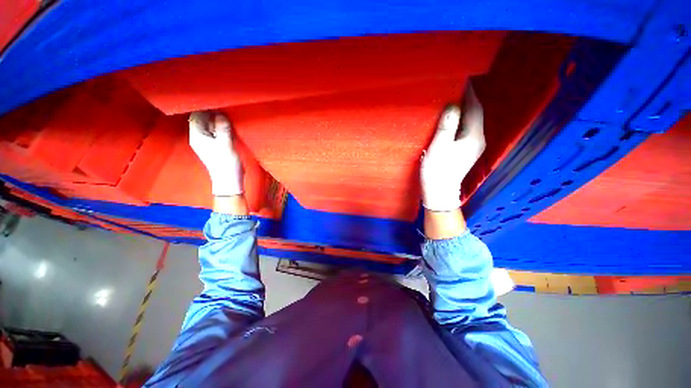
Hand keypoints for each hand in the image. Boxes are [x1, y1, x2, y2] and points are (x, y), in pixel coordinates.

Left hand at [189, 111, 243, 196]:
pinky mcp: (215, 145)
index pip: (196, 116)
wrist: (229, 179)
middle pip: (202, 119)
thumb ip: (223, 129)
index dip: (204, 107)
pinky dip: (221, 126)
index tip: (215, 100)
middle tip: (224, 104)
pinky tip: (228, 124)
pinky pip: (216, 131)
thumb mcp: (226, 146)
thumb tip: (221, 114)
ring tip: (227, 112)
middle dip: (212, 112)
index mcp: (197, 136)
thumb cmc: (226, 164)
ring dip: (217, 119)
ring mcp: (207, 141)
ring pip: (210, 125)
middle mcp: (199, 136)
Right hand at [421, 85, 485, 211]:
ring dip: (463, 109)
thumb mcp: (438, 147)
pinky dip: (460, 120)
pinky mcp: (467, 151)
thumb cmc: (437, 171)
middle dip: (467, 99)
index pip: (475, 108)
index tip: (461, 79)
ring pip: (471, 121)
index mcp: (473, 137)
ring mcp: (473, 146)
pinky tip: (451, 118)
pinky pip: (466, 129)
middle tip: (454, 87)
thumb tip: (452, 104)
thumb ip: (446, 126)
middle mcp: (478, 139)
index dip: (469, 93)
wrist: (439, 192)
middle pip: (475, 114)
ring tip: (451, 99)